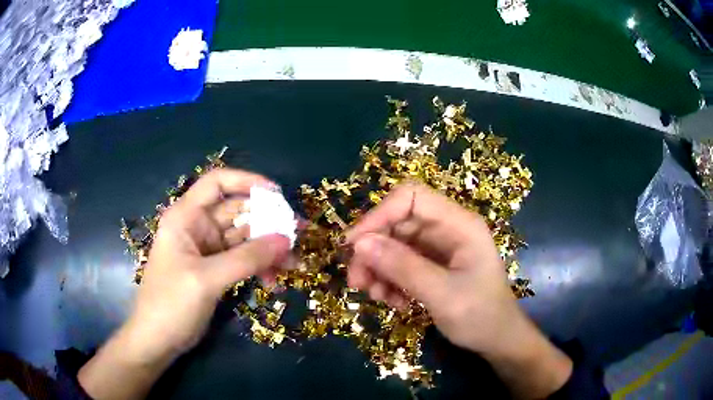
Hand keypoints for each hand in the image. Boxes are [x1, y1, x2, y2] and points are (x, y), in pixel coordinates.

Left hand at [79, 169, 290, 399]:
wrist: (158, 339)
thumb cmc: (171, 303)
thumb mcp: (207, 279)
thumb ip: (246, 258)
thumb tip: (286, 239)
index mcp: (186, 217)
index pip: (217, 183)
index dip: (247, 181)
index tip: (277, 194)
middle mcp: (197, 227)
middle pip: (238, 211)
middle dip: (268, 222)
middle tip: (299, 234)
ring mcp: (207, 249)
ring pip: (245, 238)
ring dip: (269, 249)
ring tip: (294, 264)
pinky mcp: (215, 269)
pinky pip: (244, 260)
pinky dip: (260, 267)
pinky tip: (274, 282)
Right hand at [346, 183, 571, 398]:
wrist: (497, 339)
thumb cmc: (481, 316)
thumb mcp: (442, 294)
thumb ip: (403, 268)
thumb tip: (359, 244)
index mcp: (459, 224)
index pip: (411, 197)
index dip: (379, 214)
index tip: (354, 245)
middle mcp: (447, 229)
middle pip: (397, 223)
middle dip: (373, 250)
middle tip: (356, 281)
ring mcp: (439, 247)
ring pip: (394, 244)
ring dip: (378, 268)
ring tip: (374, 296)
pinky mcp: (432, 265)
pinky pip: (400, 263)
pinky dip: (389, 280)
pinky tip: (393, 301)